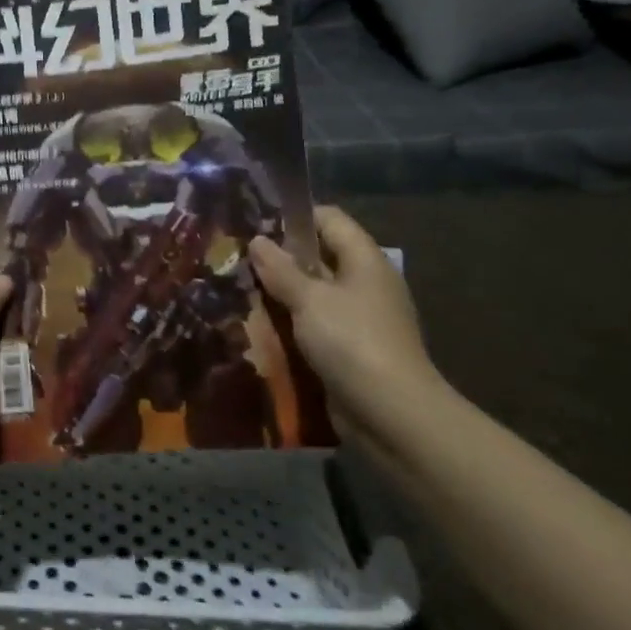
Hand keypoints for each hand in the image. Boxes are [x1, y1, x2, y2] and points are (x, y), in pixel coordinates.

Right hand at [248, 206, 446, 441]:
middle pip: (320, 255)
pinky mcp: (351, 348)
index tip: (255, 224)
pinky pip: (316, 323)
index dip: (293, 216)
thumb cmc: (351, 341)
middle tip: (239, 259)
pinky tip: (261, 326)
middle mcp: (365, 282)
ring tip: (242, 290)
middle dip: (281, 258)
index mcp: (364, 259)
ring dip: (283, 293)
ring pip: (315, 292)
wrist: (391, 413)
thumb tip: (257, 240)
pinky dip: (292, 322)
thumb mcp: (309, 299)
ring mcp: (360, 317)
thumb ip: (280, 269)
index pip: (329, 219)